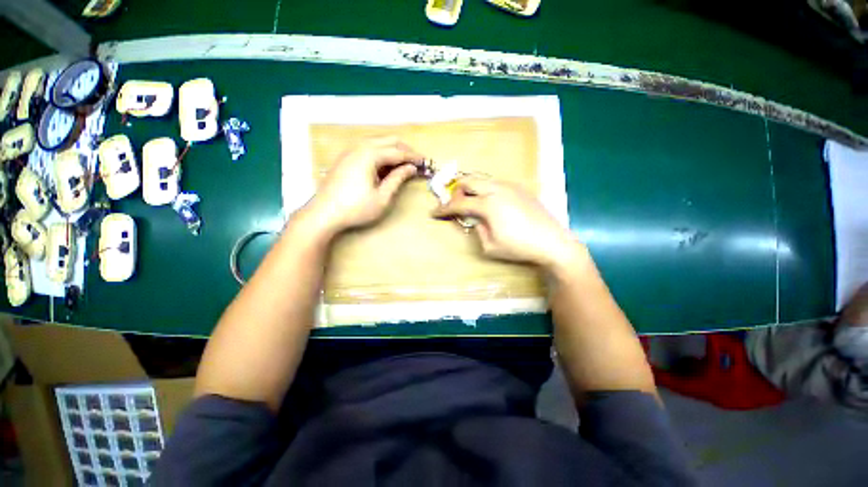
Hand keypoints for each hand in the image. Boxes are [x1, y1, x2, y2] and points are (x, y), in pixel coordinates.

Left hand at [306, 137, 422, 235]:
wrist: (323, 214)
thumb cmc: (356, 208)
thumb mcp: (382, 197)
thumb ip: (397, 179)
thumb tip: (411, 168)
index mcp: (370, 155)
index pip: (398, 152)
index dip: (413, 157)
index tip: (425, 162)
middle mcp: (359, 147)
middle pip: (388, 140)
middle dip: (404, 149)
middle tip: (416, 162)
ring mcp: (349, 151)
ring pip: (377, 142)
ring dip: (392, 150)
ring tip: (403, 164)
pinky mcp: (345, 158)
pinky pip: (367, 148)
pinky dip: (380, 153)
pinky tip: (384, 165)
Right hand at [432, 176, 581, 271]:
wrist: (553, 242)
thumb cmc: (519, 247)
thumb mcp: (490, 246)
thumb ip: (478, 229)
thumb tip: (476, 219)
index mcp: (488, 204)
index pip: (459, 203)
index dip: (444, 208)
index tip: (434, 213)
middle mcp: (497, 189)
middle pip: (469, 181)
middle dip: (457, 191)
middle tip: (455, 205)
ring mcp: (511, 187)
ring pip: (483, 180)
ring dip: (472, 190)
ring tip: (472, 204)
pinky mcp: (521, 189)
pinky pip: (497, 184)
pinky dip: (487, 191)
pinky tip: (492, 204)